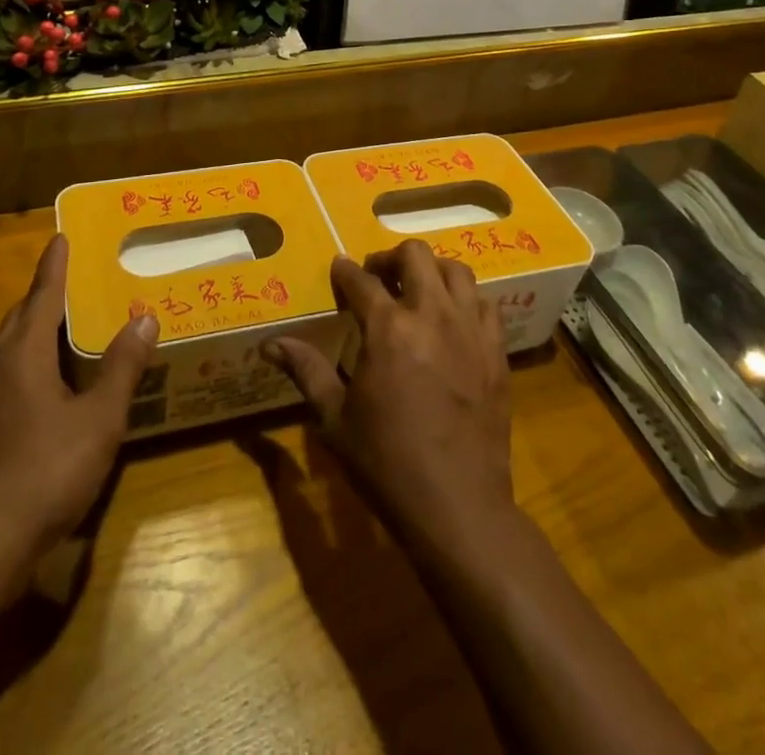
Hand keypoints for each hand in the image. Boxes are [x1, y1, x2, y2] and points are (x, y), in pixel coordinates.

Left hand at [0, 235, 157, 587]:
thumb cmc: (43, 473)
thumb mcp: (99, 420)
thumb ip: (122, 367)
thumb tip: (144, 317)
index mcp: (22, 354)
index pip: (43, 294)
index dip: (55, 265)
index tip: (61, 236)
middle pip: (22, 317)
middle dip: (46, 295)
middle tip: (76, 279)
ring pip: (11, 348)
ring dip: (37, 329)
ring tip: (70, 326)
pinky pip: (8, 375)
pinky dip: (31, 361)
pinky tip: (53, 384)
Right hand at [263, 240, 516, 560]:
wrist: (458, 507)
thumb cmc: (387, 464)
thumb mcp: (335, 419)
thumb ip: (305, 370)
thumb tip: (269, 344)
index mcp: (388, 329)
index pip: (361, 280)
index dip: (344, 271)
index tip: (338, 269)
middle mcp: (432, 315)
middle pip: (415, 256)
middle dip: (390, 258)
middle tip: (377, 277)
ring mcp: (470, 331)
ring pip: (456, 271)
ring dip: (432, 271)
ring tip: (417, 291)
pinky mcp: (496, 352)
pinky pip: (486, 304)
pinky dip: (466, 299)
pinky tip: (453, 319)